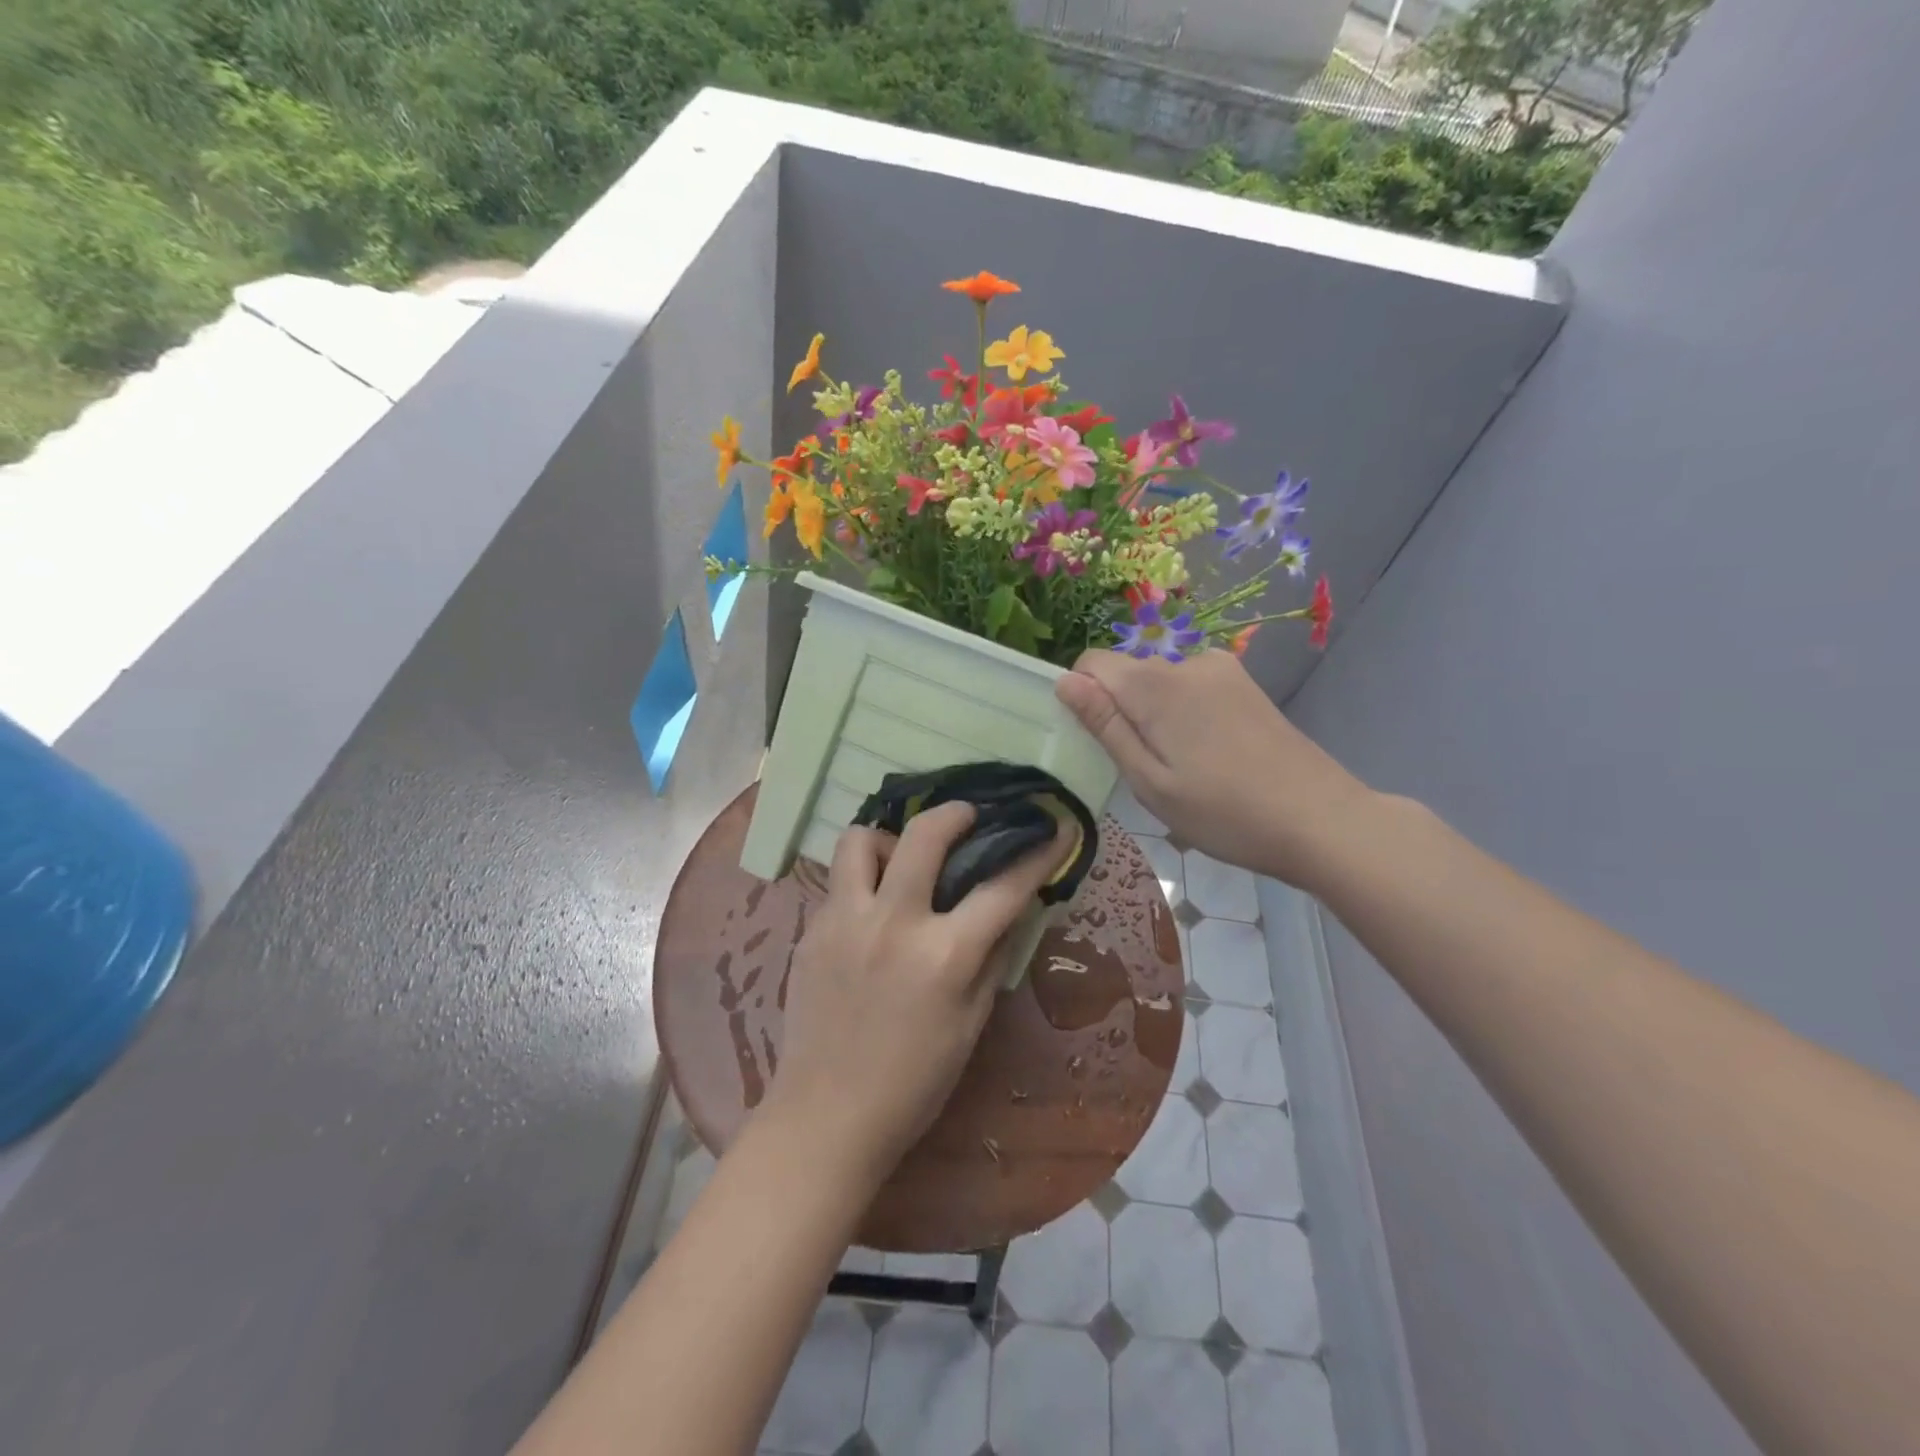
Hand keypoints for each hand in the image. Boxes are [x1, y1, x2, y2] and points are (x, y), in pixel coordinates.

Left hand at [767, 802, 1067, 1185]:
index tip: (1052, 829)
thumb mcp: (971, 1023)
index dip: (1036, 854)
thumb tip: (1010, 908)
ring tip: (899, 861)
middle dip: (954, 813)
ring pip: (859, 839)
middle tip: (966, 817)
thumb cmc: (913, 1082)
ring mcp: (844, 921)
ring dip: (887, 839)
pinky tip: (870, 911)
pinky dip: (860, 881)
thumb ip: (992, 957)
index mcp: (943, 955)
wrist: (826, 1116)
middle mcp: (893, 923)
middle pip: (925, 835)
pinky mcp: (811, 930)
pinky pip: (837, 882)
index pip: (1002, 888)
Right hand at [1055, 649, 1369, 888]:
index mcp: (1155, 684)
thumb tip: (1064, 682)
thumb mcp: (1149, 781)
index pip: (1091, 664)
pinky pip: (1191, 688)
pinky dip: (1184, 714)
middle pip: (1127, 673)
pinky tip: (1209, 756)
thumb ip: (1105, 726)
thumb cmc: (1223, 812)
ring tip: (1182, 769)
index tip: (1099, 744)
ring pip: (1160, 683)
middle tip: (1145, 770)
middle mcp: (1186, 662)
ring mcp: (1222, 670)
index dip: (1083, 699)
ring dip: (1155, 716)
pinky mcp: (1245, 684)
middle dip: (1121, 711)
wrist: (1320, 819)